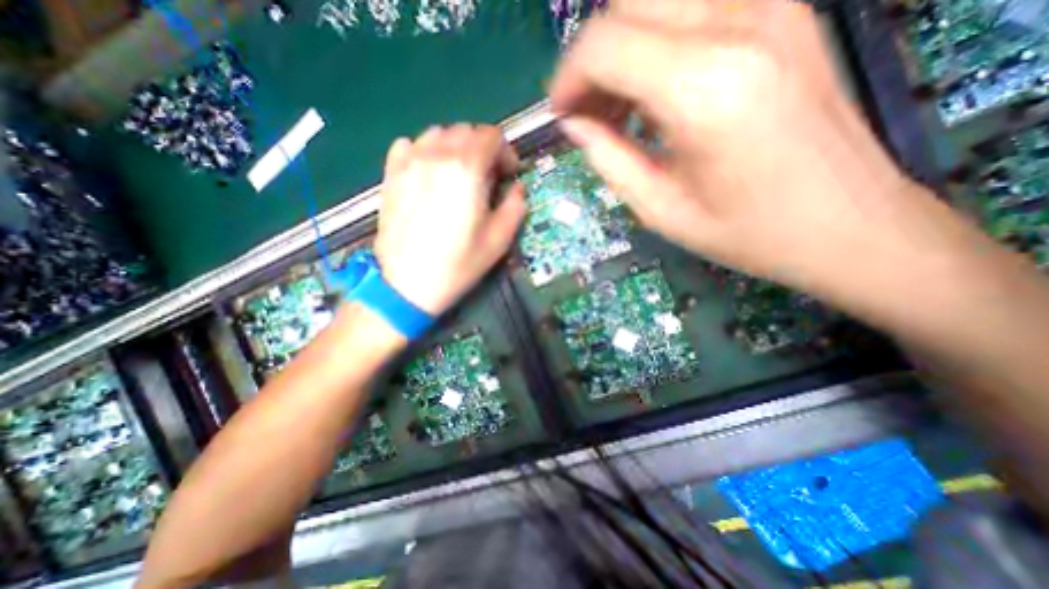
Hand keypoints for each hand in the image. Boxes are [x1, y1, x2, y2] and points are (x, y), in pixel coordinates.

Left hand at [373, 124, 527, 316]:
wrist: (407, 284)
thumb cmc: (458, 264)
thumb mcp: (499, 240)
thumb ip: (515, 206)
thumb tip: (517, 188)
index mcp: (467, 170)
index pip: (491, 136)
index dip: (506, 152)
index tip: (509, 174)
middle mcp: (437, 155)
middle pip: (466, 131)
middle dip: (483, 149)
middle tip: (488, 177)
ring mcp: (409, 162)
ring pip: (438, 134)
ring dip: (456, 147)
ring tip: (460, 174)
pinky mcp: (391, 174)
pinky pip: (409, 145)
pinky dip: (425, 151)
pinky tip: (430, 172)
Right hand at [551, 0, 988, 303]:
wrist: (846, 223)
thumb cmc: (747, 231)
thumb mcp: (660, 209)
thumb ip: (608, 159)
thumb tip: (576, 124)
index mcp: (704, 89)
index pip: (605, 44)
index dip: (568, 77)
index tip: (561, 114)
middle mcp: (739, 25)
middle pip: (628, 2)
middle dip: (592, 57)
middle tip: (588, 111)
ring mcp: (770, 8)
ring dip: (623, 48)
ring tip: (618, 106)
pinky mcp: (783, 13)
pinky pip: (695, 6)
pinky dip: (657, 42)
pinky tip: (657, 92)